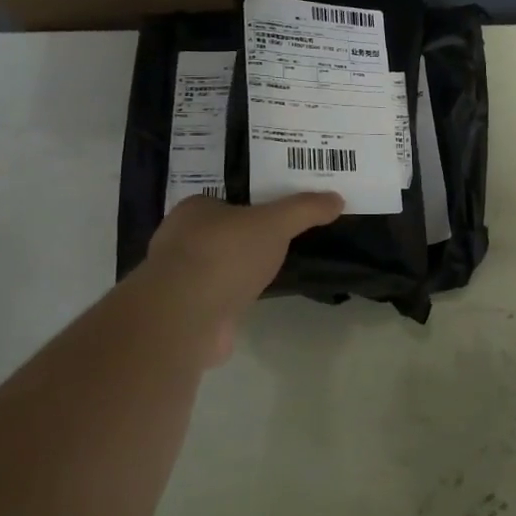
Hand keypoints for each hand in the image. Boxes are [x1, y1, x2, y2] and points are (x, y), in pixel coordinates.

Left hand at [124, 192, 343, 365]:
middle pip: (219, 234)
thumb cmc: (225, 254)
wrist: (186, 316)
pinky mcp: (184, 313)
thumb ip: (305, 209)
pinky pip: (214, 299)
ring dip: (236, 273)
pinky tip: (253, 303)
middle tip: (279, 242)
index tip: (276, 215)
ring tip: (271, 273)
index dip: (250, 207)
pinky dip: (231, 301)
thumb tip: (337, 199)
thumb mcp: (276, 223)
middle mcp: (178, 241)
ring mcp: (178, 280)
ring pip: (215, 268)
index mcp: (193, 210)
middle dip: (244, 240)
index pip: (223, 201)